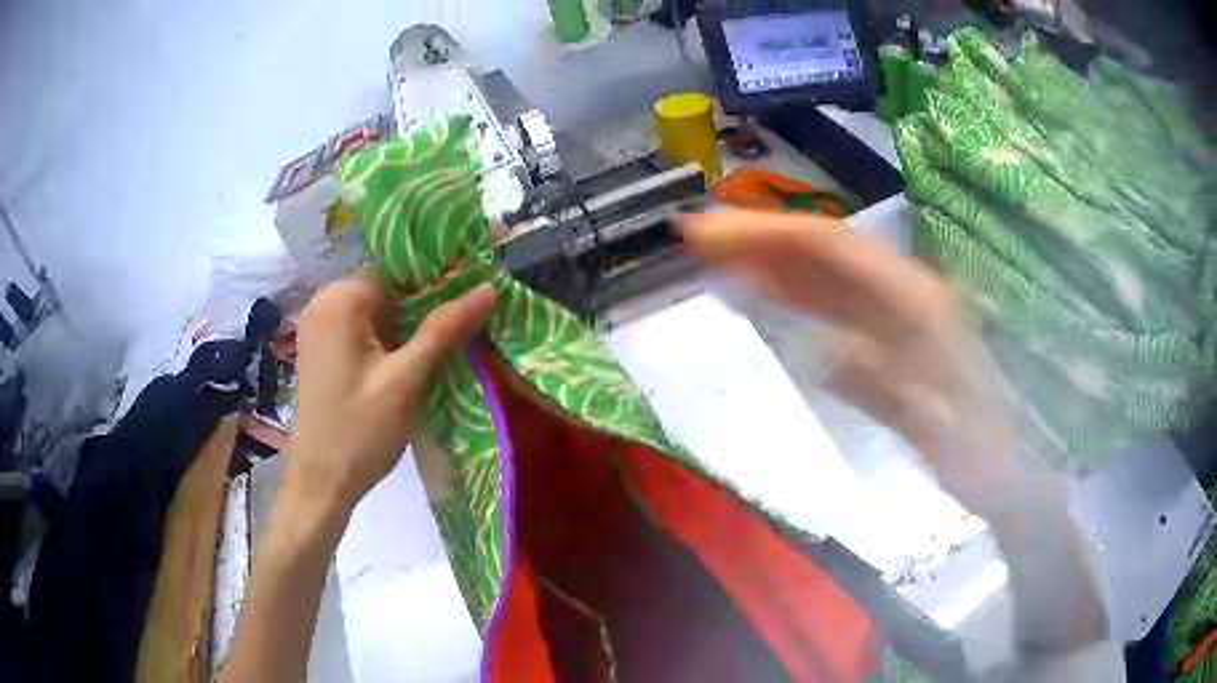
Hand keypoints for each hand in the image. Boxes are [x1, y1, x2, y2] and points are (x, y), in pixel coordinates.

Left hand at [287, 268, 494, 513]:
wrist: (321, 483)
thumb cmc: (360, 431)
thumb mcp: (406, 379)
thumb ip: (444, 329)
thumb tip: (488, 288)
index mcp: (340, 300)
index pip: (396, 269)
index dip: (435, 279)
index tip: (470, 295)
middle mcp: (324, 303)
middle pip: (386, 288)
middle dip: (423, 304)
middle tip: (464, 323)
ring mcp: (320, 328)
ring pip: (376, 311)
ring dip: (408, 325)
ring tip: (448, 341)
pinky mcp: (323, 350)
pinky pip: (363, 330)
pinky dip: (389, 340)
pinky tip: (414, 359)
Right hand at [680, 210, 1047, 518]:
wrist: (1010, 470)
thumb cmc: (981, 453)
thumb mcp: (939, 428)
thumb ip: (887, 386)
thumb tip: (823, 351)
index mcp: (916, 302)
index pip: (830, 247)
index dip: (765, 234)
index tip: (704, 235)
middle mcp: (904, 291)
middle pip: (822, 248)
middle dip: (756, 236)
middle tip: (692, 238)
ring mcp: (897, 312)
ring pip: (824, 272)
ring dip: (769, 259)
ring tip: (713, 256)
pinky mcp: (889, 336)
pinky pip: (833, 303)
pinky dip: (793, 292)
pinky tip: (764, 292)